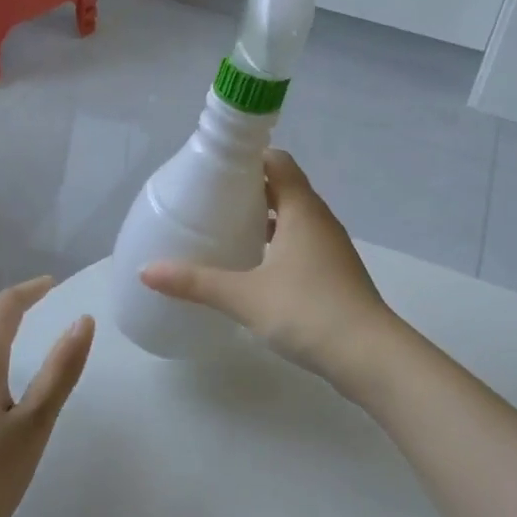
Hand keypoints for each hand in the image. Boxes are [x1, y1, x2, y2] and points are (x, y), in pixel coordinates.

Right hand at [141, 149, 392, 400]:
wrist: (370, 357)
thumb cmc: (307, 311)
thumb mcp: (244, 296)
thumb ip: (195, 282)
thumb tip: (146, 271)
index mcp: (302, 209)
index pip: (277, 162)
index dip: (248, 158)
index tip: (215, 168)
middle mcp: (319, 220)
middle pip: (284, 188)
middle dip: (249, 190)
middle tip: (210, 199)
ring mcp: (331, 248)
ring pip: (294, 218)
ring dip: (265, 219)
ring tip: (227, 229)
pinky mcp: (334, 274)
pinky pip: (301, 244)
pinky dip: (277, 244)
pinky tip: (254, 267)